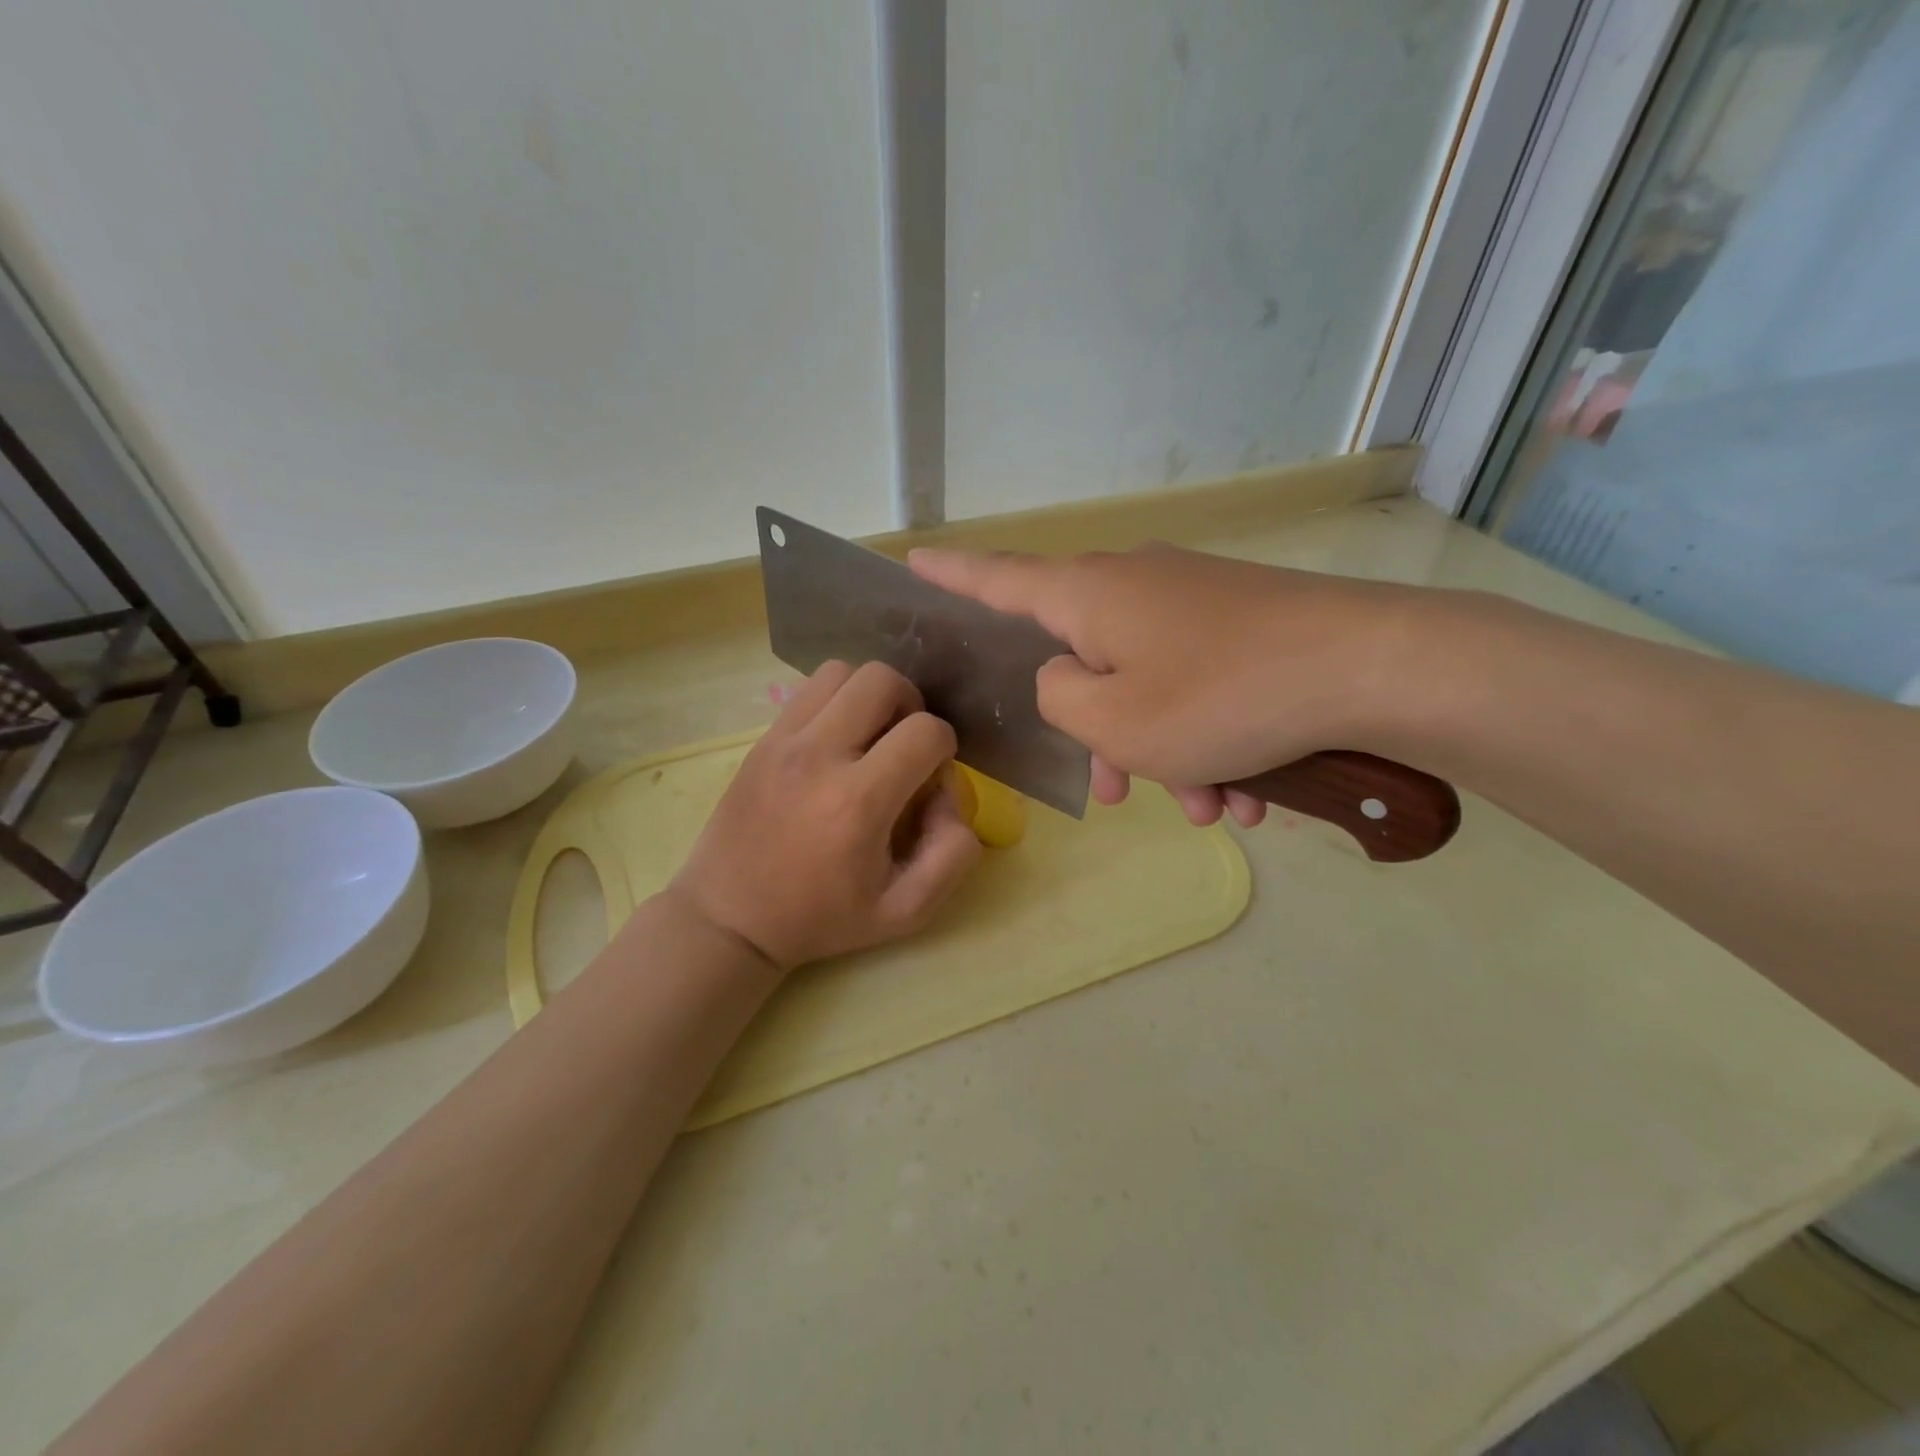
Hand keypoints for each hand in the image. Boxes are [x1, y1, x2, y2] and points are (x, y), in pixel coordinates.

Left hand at [669, 660, 981, 970]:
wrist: (730, 918)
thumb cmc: (821, 918)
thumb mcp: (906, 911)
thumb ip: (952, 854)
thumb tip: (950, 794)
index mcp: (859, 802)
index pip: (926, 731)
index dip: (945, 747)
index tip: (931, 777)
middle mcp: (819, 756)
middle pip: (883, 680)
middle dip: (911, 705)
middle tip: (904, 745)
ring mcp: (783, 741)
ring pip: (843, 672)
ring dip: (870, 696)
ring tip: (870, 736)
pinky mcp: (762, 739)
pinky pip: (809, 689)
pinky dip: (835, 700)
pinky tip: (836, 740)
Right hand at [910, 542, 1423, 827]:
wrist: (1374, 668)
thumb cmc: (1219, 698)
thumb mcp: (1113, 721)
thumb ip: (1057, 700)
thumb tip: (1064, 679)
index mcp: (1089, 596)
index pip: (996, 579)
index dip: (949, 575)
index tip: (910, 560)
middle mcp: (1135, 585)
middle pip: (1085, 660)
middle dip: (1101, 735)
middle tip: (1124, 794)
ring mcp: (1194, 602)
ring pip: (1150, 687)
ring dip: (1169, 753)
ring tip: (1214, 807)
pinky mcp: (1244, 623)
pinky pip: (1202, 687)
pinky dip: (1214, 740)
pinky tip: (1252, 792)